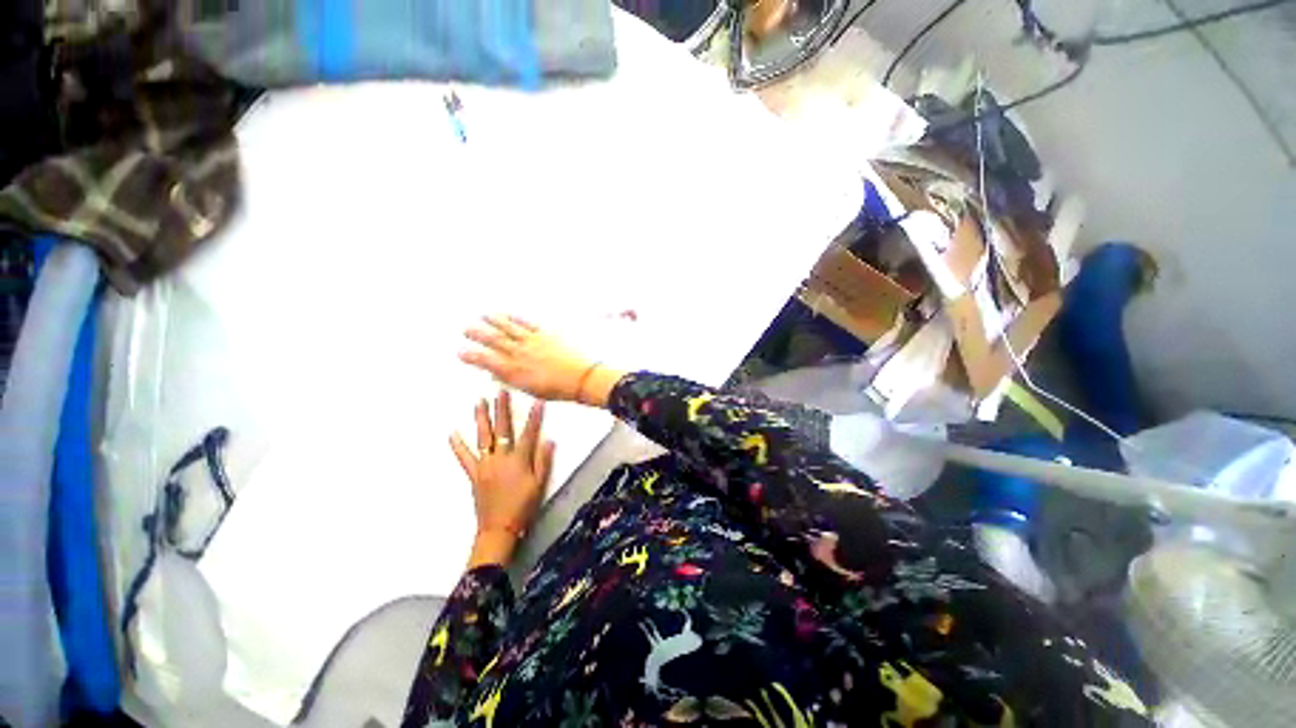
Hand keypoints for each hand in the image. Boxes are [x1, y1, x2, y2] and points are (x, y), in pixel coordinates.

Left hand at [450, 389, 554, 566]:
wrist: (499, 528)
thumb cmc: (523, 506)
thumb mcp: (540, 484)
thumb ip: (544, 461)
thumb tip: (549, 440)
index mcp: (519, 460)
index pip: (528, 433)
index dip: (534, 417)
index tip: (536, 401)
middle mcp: (501, 458)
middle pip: (503, 430)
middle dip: (502, 409)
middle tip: (501, 392)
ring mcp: (485, 465)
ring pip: (483, 437)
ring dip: (481, 419)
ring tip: (479, 402)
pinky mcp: (474, 474)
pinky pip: (465, 458)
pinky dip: (458, 446)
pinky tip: (453, 433)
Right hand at [461, 315, 623, 405]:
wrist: (582, 378)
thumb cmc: (558, 388)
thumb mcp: (531, 389)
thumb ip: (512, 380)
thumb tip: (496, 375)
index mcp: (515, 372)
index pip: (486, 361)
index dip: (471, 356)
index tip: (460, 351)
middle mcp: (519, 354)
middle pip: (494, 340)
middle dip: (477, 334)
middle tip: (466, 329)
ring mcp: (532, 342)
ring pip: (508, 328)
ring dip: (493, 320)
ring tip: (483, 315)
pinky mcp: (545, 334)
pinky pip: (526, 323)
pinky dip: (515, 317)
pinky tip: (508, 313)